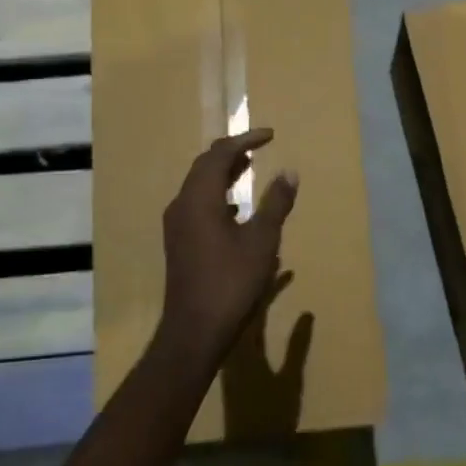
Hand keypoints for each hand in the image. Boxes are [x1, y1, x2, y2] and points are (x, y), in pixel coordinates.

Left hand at [159, 128, 298, 364]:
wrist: (194, 330)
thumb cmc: (231, 282)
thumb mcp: (262, 241)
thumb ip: (275, 204)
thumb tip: (289, 172)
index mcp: (199, 198)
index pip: (219, 154)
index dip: (245, 140)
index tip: (270, 135)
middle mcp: (181, 205)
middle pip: (204, 166)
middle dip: (232, 153)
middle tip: (258, 147)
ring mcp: (177, 225)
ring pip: (198, 186)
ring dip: (223, 173)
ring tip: (249, 169)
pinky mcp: (179, 242)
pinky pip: (197, 205)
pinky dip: (217, 195)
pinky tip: (235, 209)